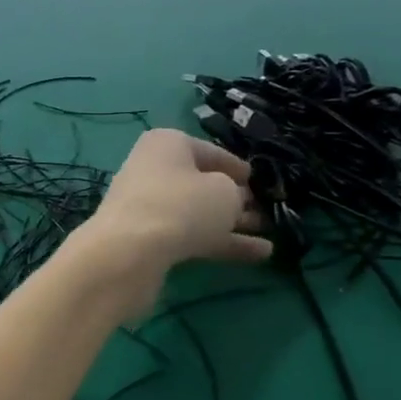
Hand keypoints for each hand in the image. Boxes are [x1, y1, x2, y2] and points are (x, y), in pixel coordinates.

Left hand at [74, 129, 270, 320]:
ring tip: (271, 234)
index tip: (257, 179)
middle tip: (265, 211)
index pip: (209, 151)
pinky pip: (190, 235)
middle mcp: (153, 169)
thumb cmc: (182, 204)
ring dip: (232, 222)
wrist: (130, 251)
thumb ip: (234, 193)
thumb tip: (229, 198)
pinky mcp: (147, 237)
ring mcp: (148, 205)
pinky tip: (260, 255)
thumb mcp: (224, 192)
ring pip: (197, 211)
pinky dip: (222, 242)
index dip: (235, 166)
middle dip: (234, 198)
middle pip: (201, 183)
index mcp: (167, 144)